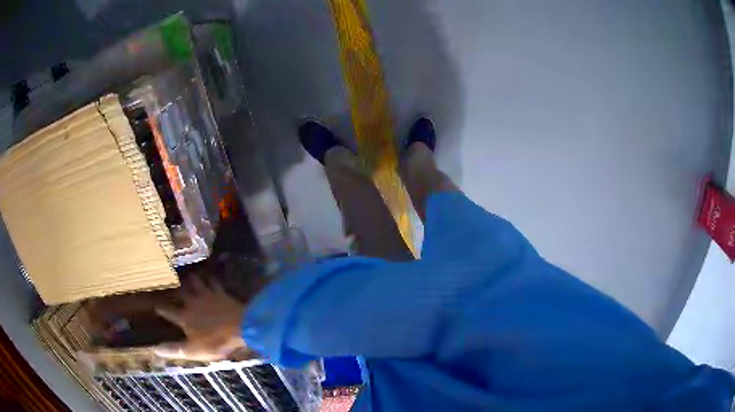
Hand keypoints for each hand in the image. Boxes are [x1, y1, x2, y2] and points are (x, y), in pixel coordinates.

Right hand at [154, 277, 246, 360]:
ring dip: (192, 279)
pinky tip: (210, 275)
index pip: (169, 311)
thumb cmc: (215, 342)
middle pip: (182, 293)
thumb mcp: (193, 350)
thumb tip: (154, 349)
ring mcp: (207, 296)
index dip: (162, 308)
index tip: (155, 304)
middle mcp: (193, 303)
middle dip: (176, 289)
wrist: (240, 328)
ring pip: (196, 283)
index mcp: (185, 317)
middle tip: (172, 283)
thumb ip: (174, 349)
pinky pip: (214, 282)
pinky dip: (210, 278)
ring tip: (188, 275)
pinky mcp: (221, 293)